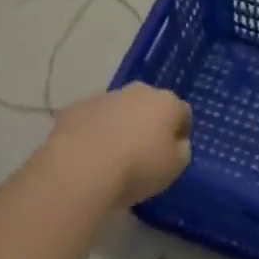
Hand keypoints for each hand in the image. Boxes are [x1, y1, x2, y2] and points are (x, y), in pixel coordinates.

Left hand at [45, 84, 192, 207]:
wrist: (81, 167)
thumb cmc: (137, 167)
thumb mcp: (175, 167)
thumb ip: (180, 150)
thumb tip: (176, 142)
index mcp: (166, 102)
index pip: (182, 112)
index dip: (180, 132)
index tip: (173, 153)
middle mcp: (137, 91)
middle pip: (149, 105)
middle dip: (149, 123)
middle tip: (143, 153)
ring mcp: (104, 97)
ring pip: (119, 109)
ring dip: (120, 126)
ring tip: (112, 157)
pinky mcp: (75, 108)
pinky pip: (92, 119)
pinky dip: (93, 132)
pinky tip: (88, 155)